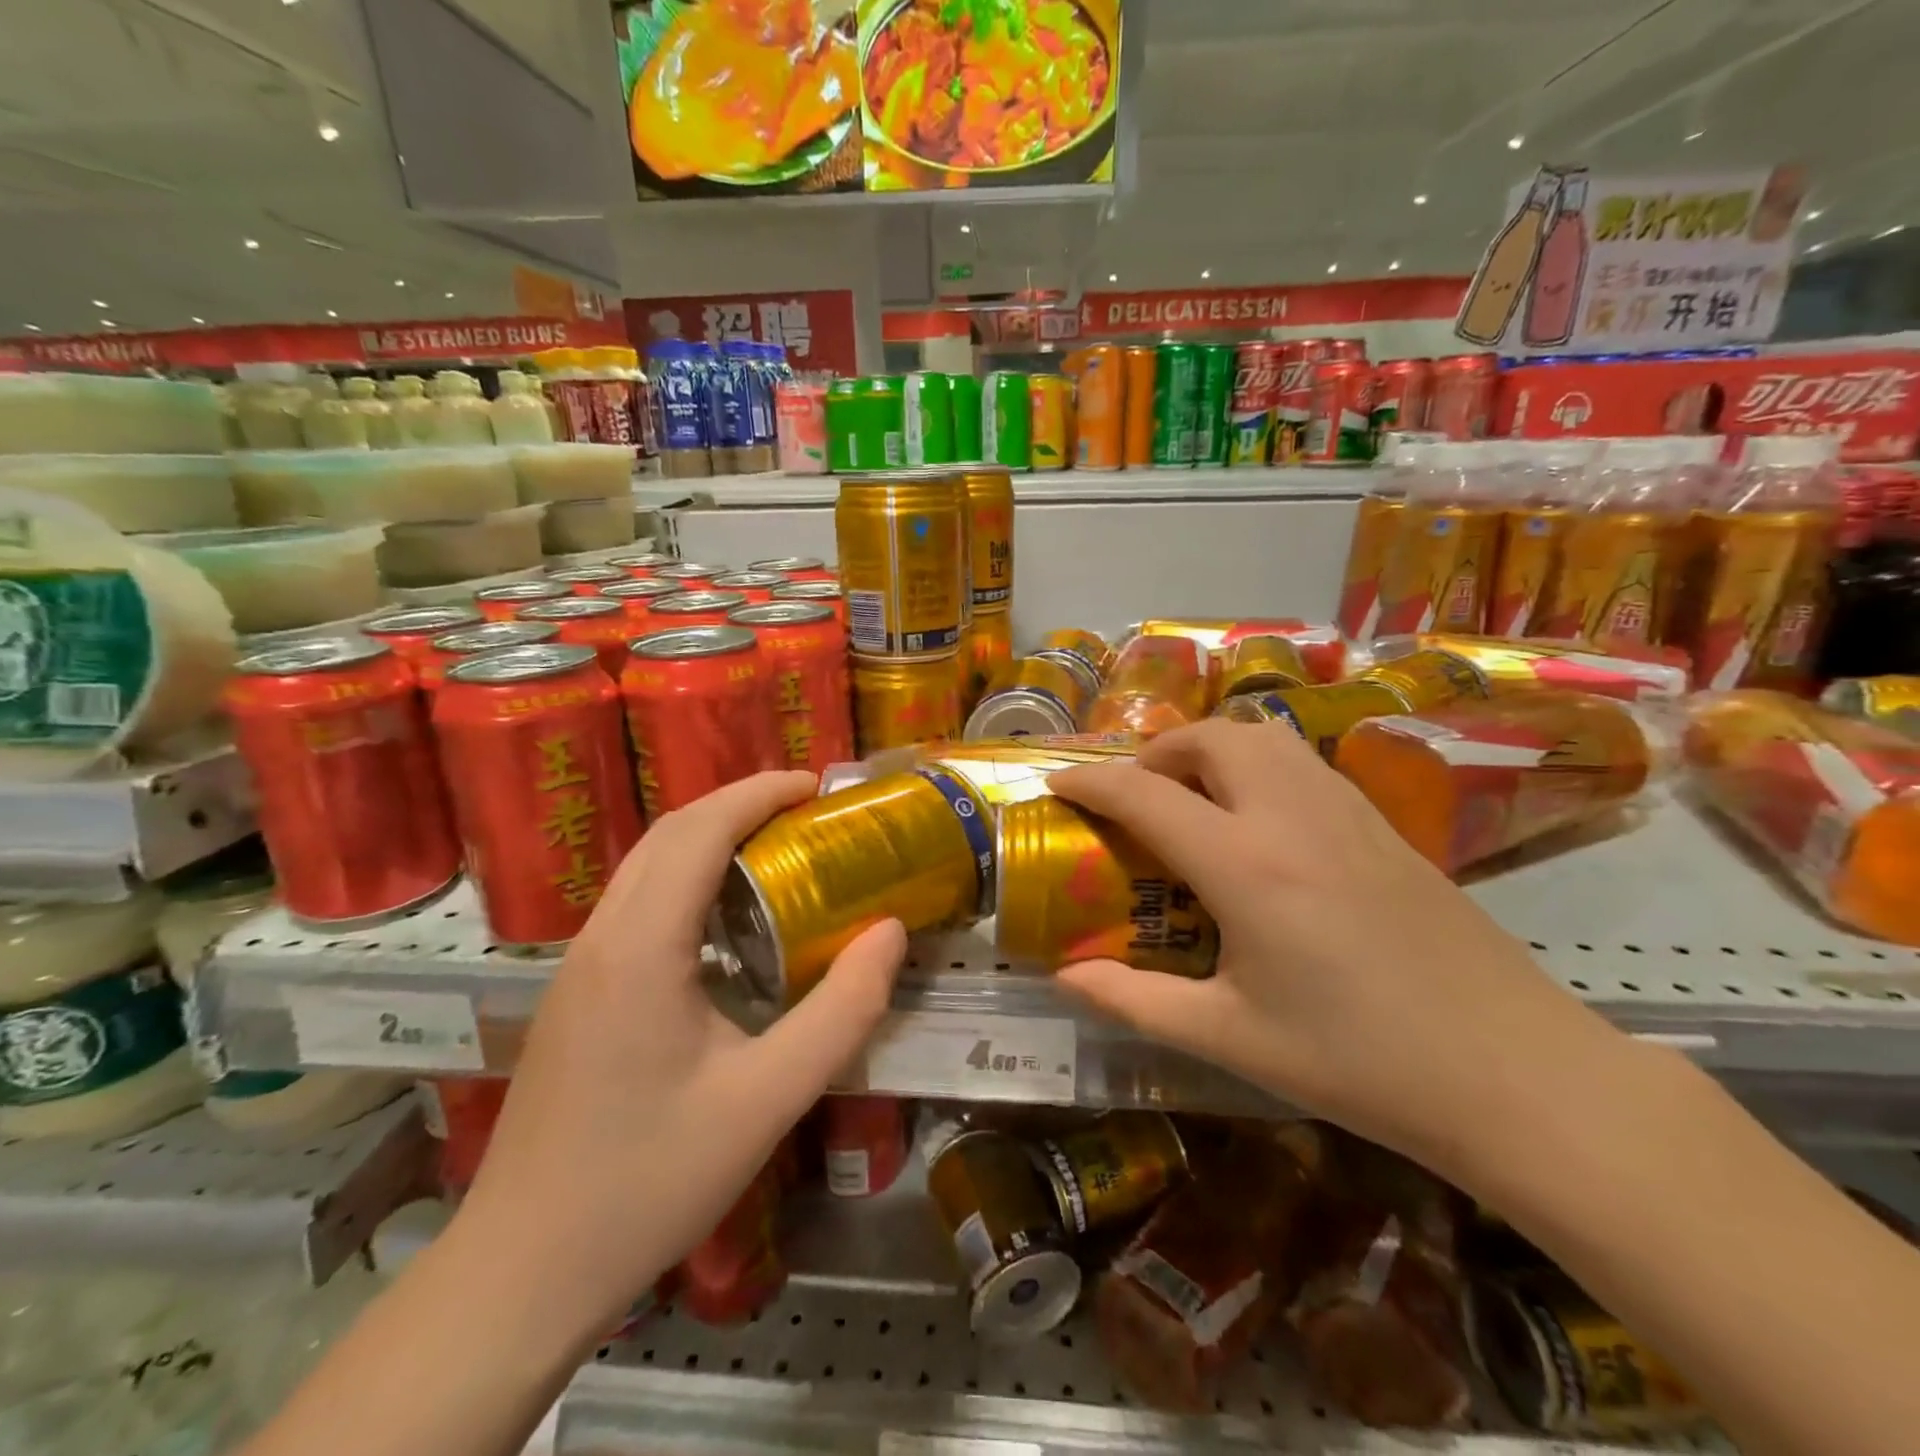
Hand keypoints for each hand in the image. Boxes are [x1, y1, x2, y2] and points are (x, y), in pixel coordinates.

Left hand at [460, 771, 906, 1334]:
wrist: (522, 1272)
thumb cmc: (650, 1181)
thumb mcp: (769, 1099)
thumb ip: (842, 1011)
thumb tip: (891, 933)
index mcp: (642, 948)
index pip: (699, 830)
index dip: (759, 792)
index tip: (815, 786)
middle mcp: (601, 938)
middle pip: (668, 834)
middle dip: (737, 804)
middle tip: (805, 811)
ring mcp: (579, 966)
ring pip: (645, 865)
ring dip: (709, 838)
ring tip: (776, 849)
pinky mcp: (576, 994)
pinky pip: (636, 903)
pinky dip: (687, 878)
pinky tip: (728, 922)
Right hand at [1047, 721, 1619, 1175]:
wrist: (1516, 1074)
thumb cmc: (1359, 1061)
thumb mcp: (1230, 1037)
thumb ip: (1135, 1001)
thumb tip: (1065, 979)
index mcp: (1246, 865)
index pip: (1145, 796)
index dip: (1090, 782)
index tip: (1056, 784)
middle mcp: (1292, 816)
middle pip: (1209, 738)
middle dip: (1156, 752)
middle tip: (1134, 797)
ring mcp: (1347, 811)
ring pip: (1262, 737)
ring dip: (1210, 749)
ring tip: (1191, 799)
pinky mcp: (1384, 824)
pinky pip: (1301, 763)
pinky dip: (1257, 765)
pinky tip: (1258, 823)